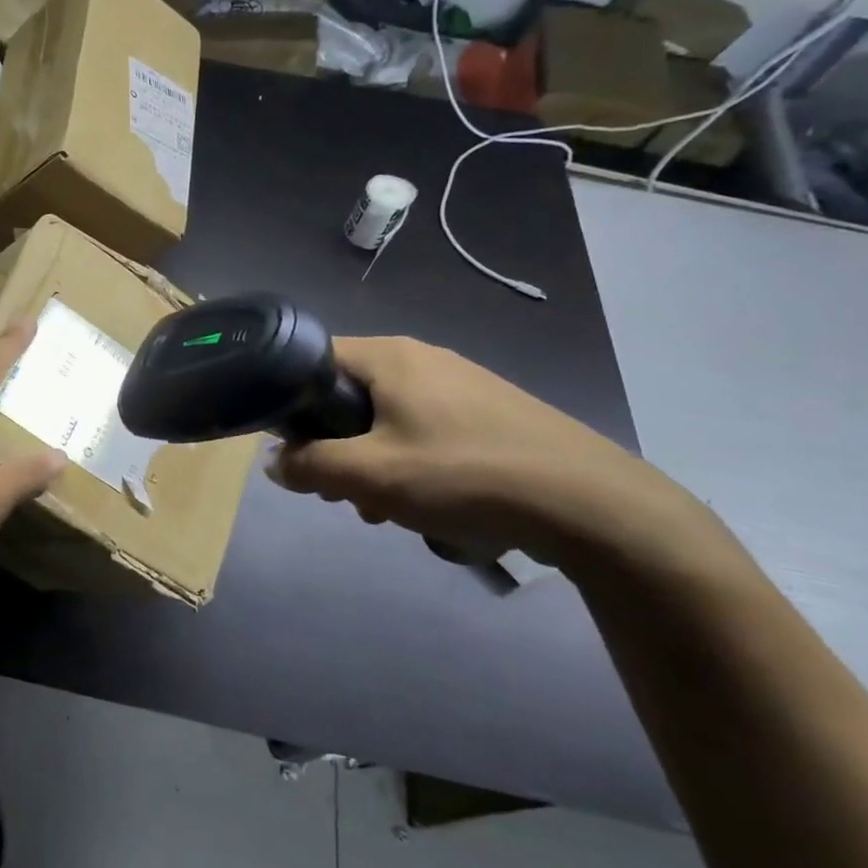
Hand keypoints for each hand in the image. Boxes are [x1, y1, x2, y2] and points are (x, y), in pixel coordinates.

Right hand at [269, 337, 722, 574]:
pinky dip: (415, 467)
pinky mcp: (490, 415)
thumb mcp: (371, 476)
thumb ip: (309, 466)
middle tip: (344, 492)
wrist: (593, 506)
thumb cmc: (465, 475)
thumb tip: (275, 463)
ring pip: (388, 421)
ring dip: (375, 465)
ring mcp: (462, 385)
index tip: (295, 449)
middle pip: (349, 395)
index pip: (312, 359)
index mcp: (389, 356)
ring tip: (390, 511)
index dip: (291, 402)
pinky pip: (427, 434)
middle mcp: (423, 359)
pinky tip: (435, 507)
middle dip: (336, 447)